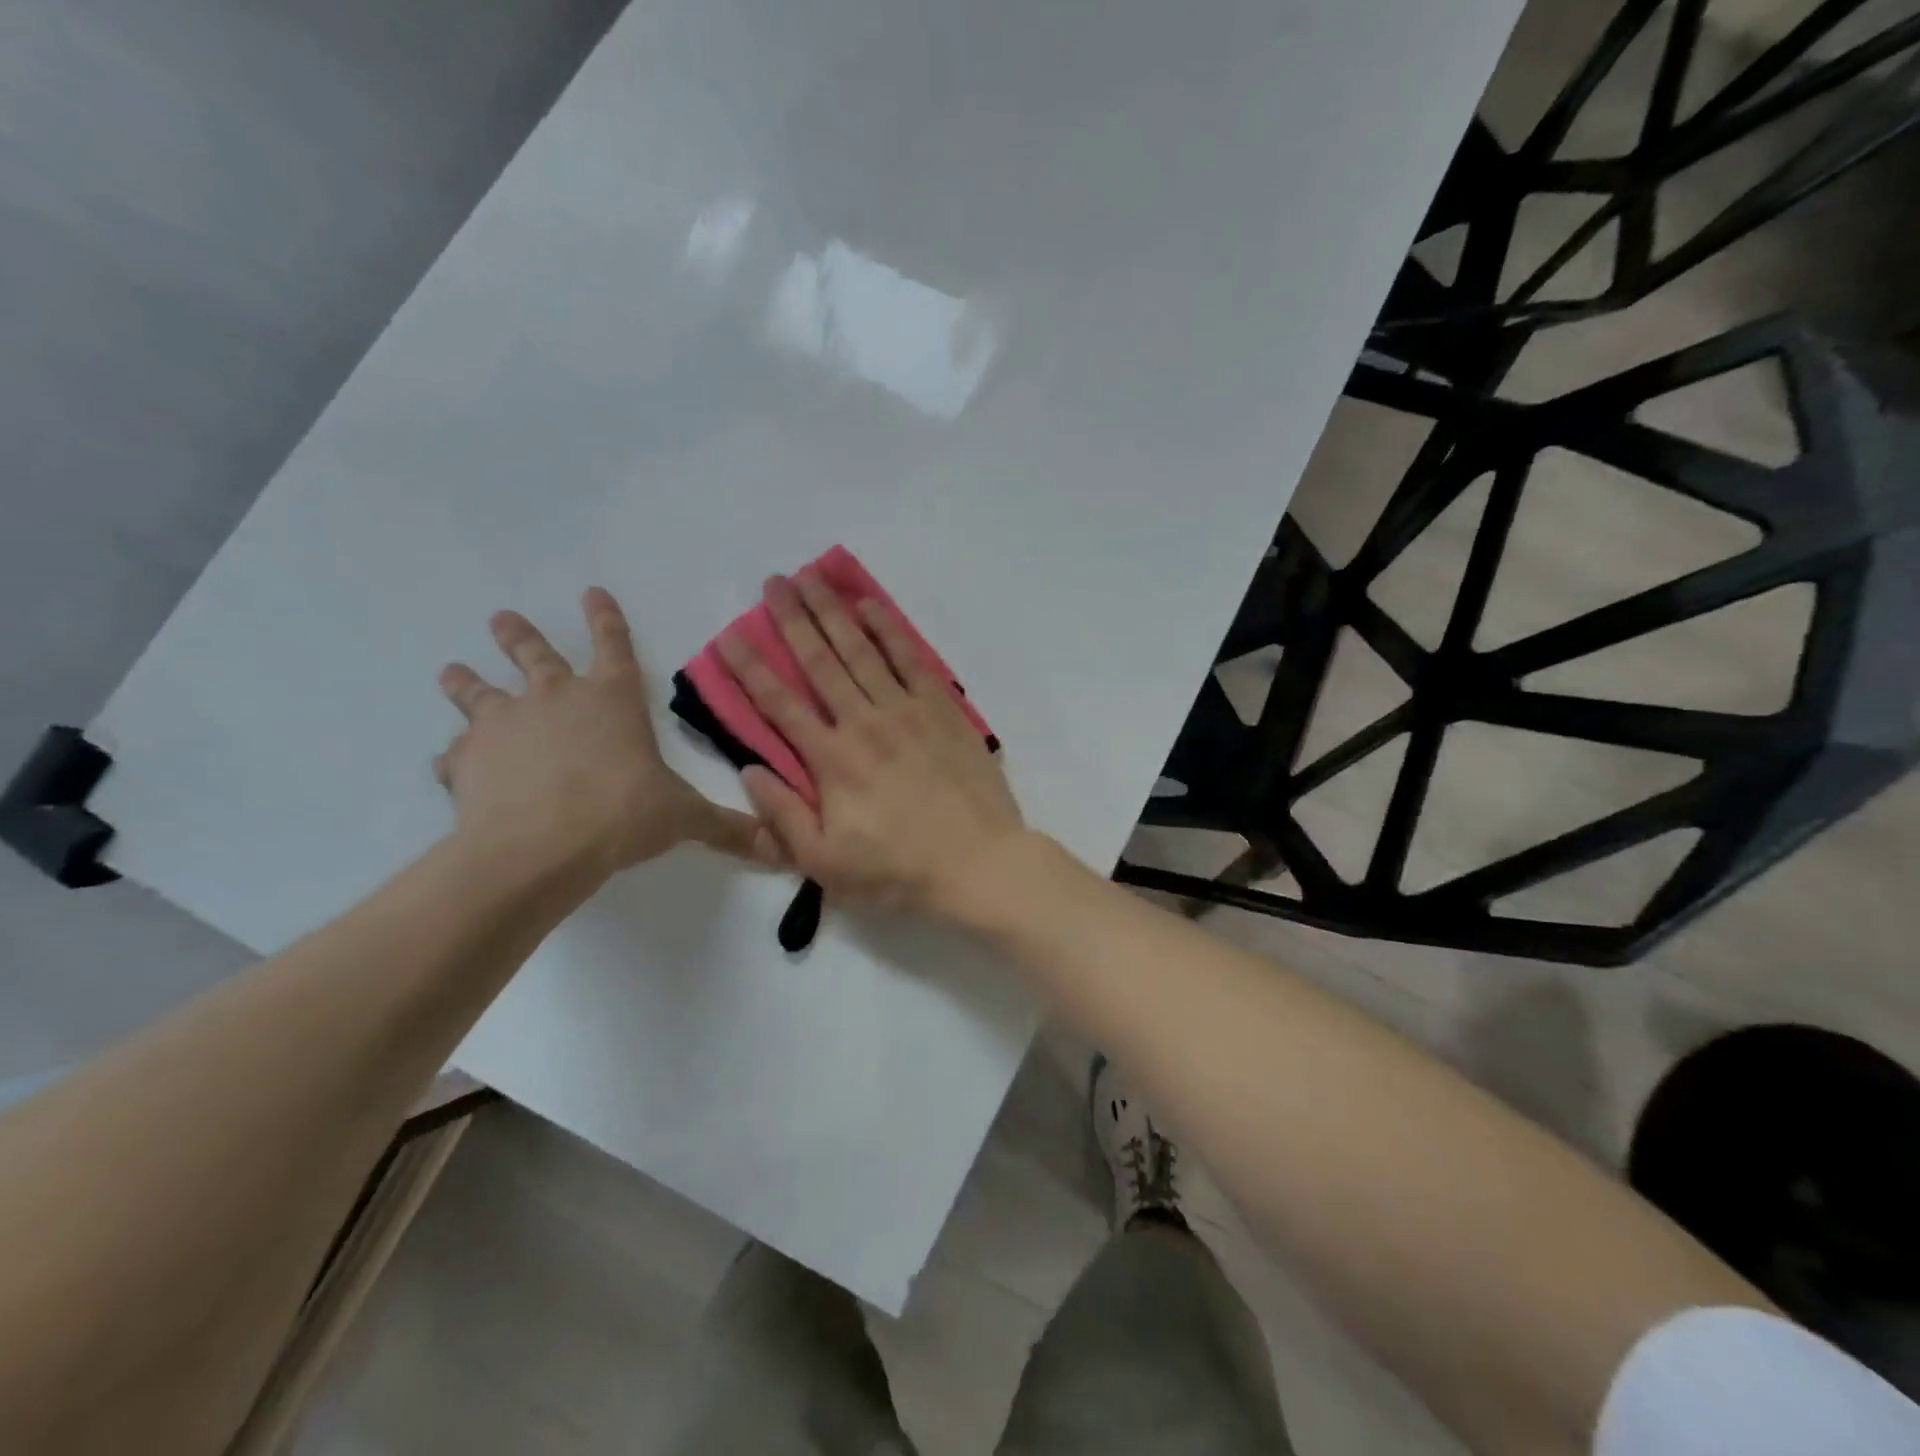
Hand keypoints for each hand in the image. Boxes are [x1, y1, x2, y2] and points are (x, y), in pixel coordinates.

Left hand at [437, 588, 775, 881]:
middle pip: (536, 656)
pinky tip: (448, 764)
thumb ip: (726, 827)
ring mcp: (505, 725)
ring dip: (467, 682)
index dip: (607, 619)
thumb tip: (778, 846)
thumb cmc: (622, 814)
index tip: (592, 591)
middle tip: (502, 617)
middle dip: (521, 635)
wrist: (539, 846)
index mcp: (612, 700)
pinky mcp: (467, 761)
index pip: (614, 646)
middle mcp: (555, 700)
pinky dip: (455, 758)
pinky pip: (457, 755)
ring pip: (480, 693)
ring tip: (451, 670)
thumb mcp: (684, 818)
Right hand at [717, 571, 1025, 917]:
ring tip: (812, 576)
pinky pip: (911, 658)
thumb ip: (782, 816)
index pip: (779, 704)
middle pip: (820, 661)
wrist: (978, 863)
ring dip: (834, 611)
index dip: (751, 668)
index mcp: (831, 760)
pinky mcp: (942, 709)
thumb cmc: (898, 871)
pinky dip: (890, 628)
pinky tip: (871, 605)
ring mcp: (906, 710)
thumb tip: (750, 770)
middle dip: (793, 618)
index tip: (729, 636)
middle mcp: (864, 722)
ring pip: (862, 649)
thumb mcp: (825, 863)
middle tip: (773, 581)